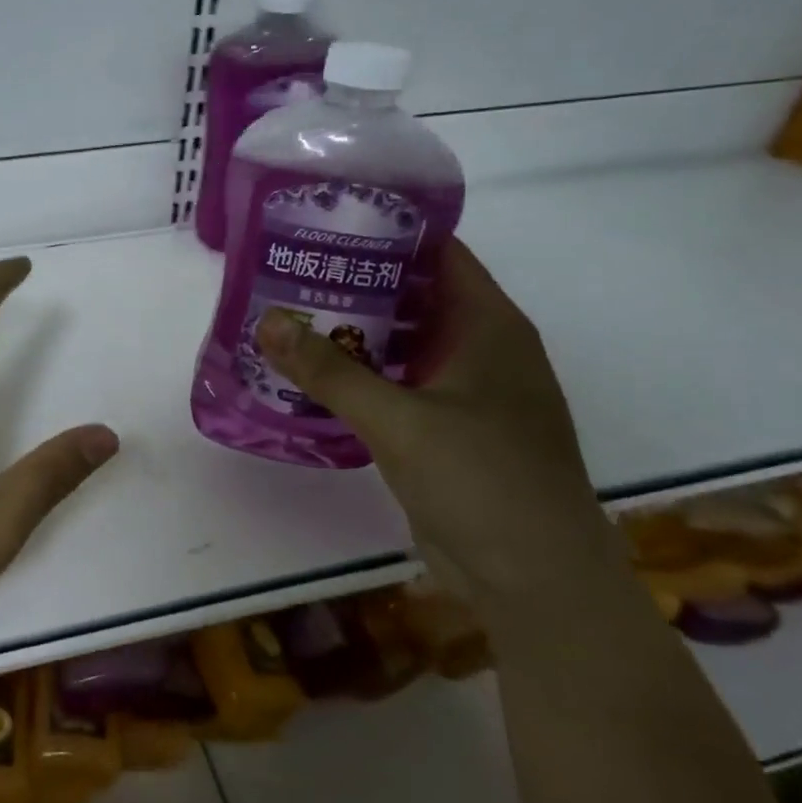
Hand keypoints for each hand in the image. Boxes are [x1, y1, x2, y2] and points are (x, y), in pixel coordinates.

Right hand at [256, 240, 609, 599]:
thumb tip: (266, 321)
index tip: (327, 221)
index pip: (438, 252)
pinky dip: (361, 375)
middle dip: (355, 281)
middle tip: (290, 269)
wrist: (535, 582)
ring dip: (353, 331)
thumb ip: (329, 371)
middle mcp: (482, 349)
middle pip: (414, 296)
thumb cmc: (482, 481)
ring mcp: (467, 392)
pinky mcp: (449, 430)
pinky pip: (399, 385)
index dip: (388, 230)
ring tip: (290, 314)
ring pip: (402, 343)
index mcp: (489, 326)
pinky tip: (313, 376)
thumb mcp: (398, 420)